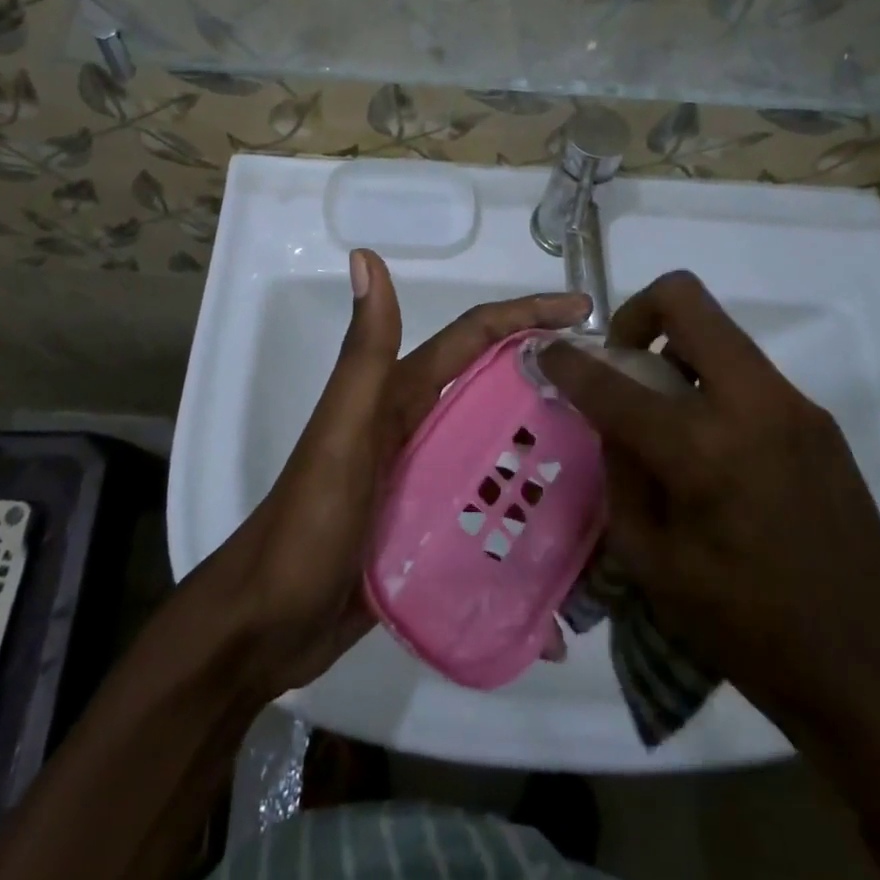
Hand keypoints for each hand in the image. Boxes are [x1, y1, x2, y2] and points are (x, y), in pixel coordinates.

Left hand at [210, 250, 589, 695]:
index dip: (526, 314)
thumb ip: (365, 351)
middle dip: (549, 376)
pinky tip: (565, 541)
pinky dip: (523, 510)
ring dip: (544, 445)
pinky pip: (487, 505)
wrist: (267, 624)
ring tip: (609, 463)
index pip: (474, 337)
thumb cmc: (309, 522)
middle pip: (494, 387)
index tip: (584, 311)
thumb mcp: (343, 431)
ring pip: (496, 446)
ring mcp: (423, 477)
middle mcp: (418, 425)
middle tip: (612, 391)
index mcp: (402, 394)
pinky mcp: (427, 527)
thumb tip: (365, 256)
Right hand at [540, 272, 879, 852]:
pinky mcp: (818, 418)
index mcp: (700, 451)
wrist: (872, 666)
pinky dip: (713, 386)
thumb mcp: (652, 561)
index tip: (549, 353)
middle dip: (637, 314)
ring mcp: (792, 404)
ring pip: (719, 333)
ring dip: (678, 351)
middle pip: (684, 300)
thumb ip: (621, 473)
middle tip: (624, 362)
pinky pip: (747, 373)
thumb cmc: (747, 628)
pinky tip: (714, 447)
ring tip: (667, 412)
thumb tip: (612, 420)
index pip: (615, 383)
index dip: (570, 363)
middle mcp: (750, 405)